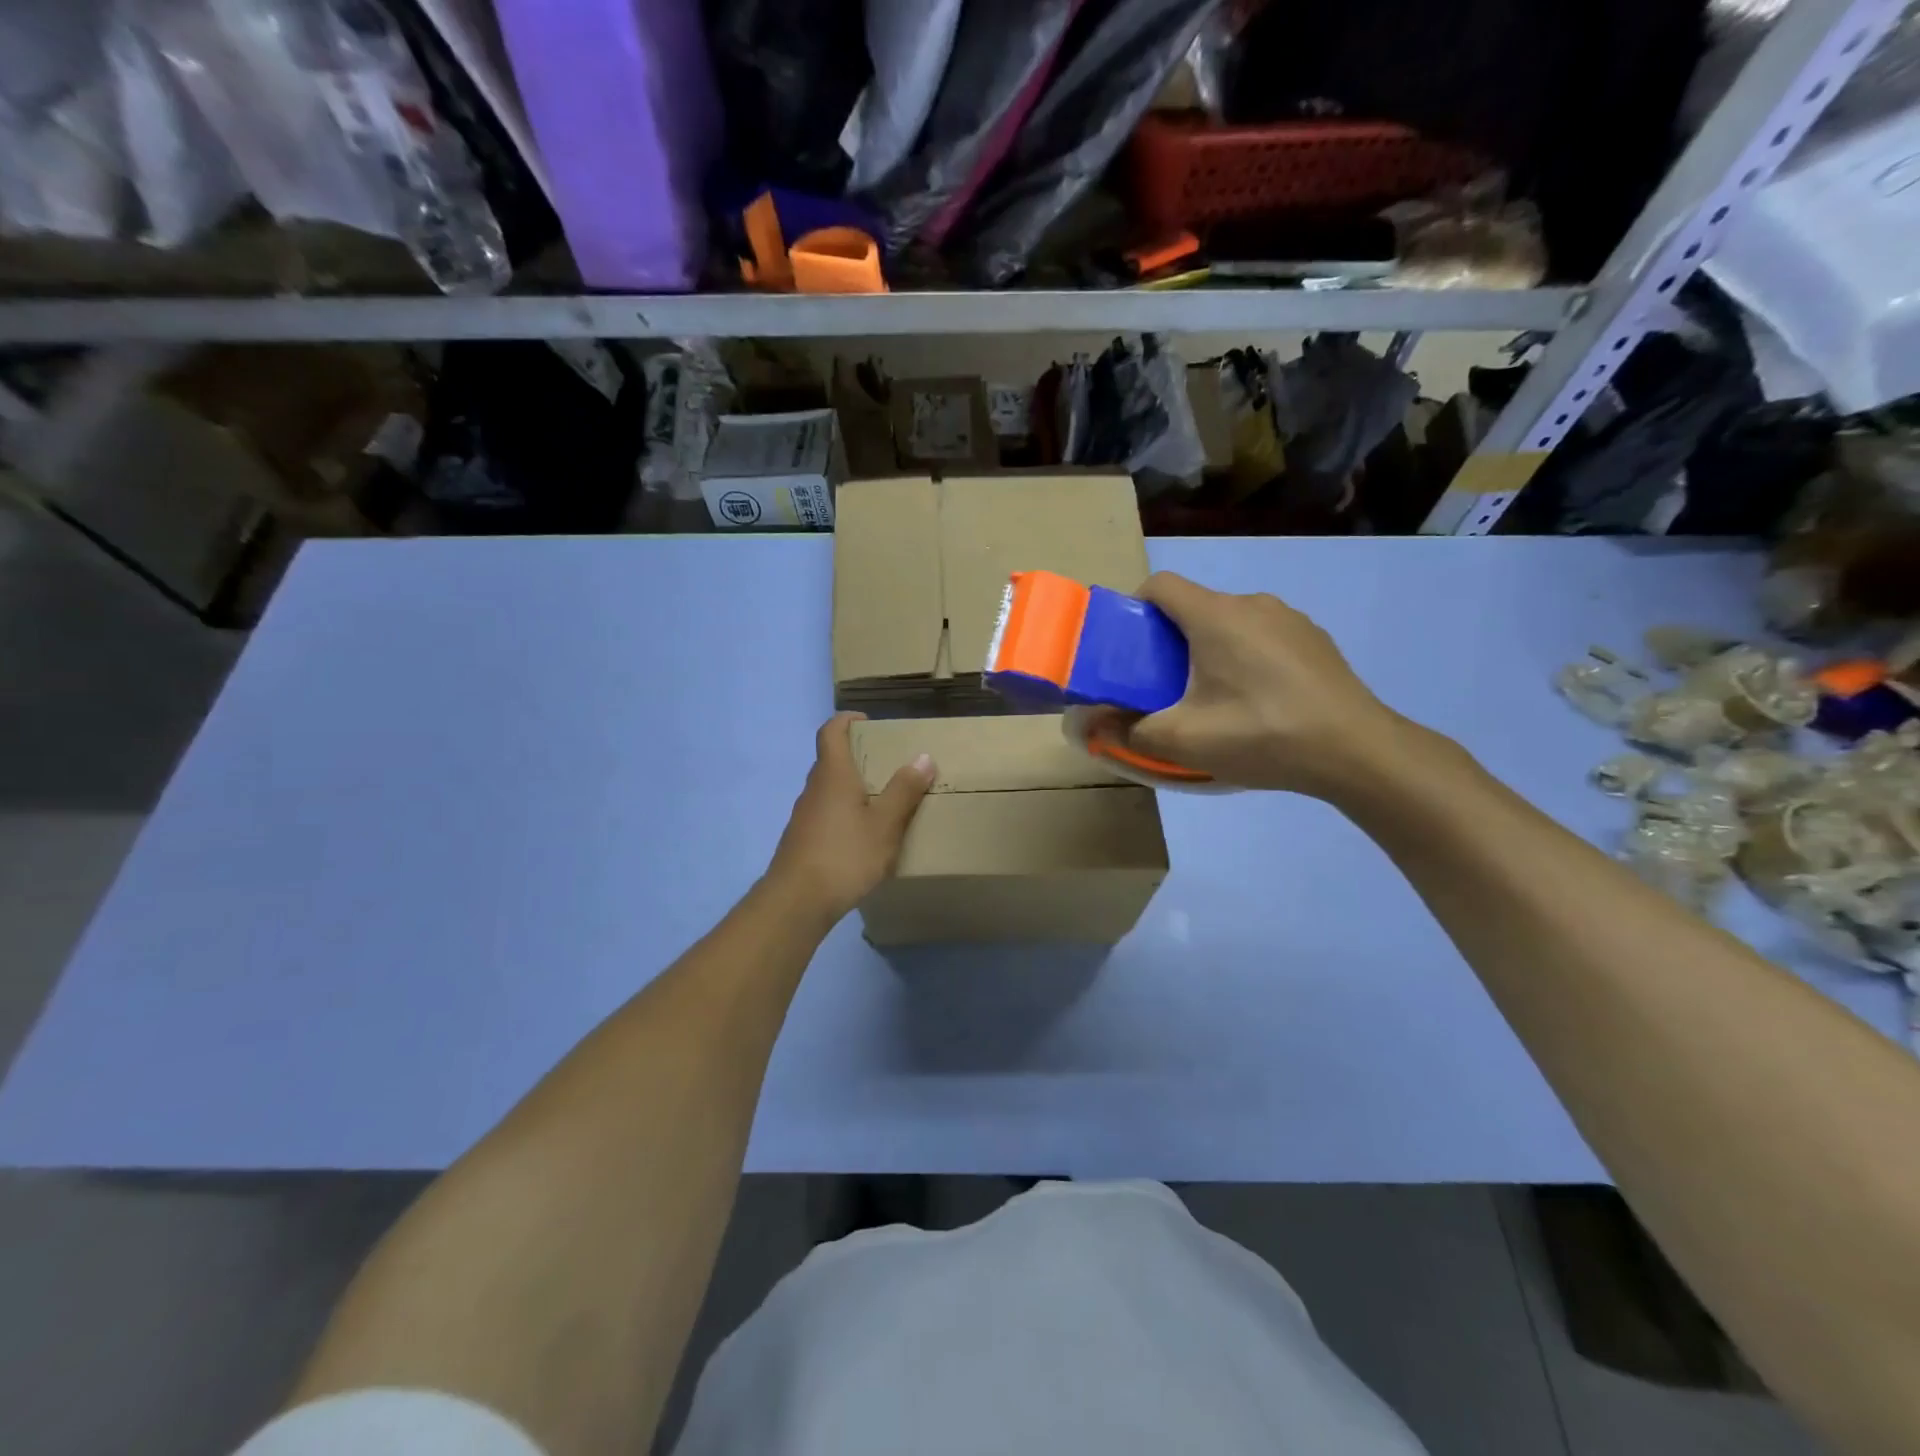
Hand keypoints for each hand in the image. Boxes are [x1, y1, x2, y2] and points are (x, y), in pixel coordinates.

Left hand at [765, 713, 935, 922]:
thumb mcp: (885, 824)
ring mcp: (804, 815)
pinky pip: (826, 814)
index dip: (847, 720)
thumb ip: (904, 791)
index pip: (831, 731)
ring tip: (883, 802)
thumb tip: (923, 757)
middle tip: (889, 765)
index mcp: (833, 775)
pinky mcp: (802, 840)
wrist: (797, 901)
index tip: (868, 722)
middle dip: (858, 757)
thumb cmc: (845, 855)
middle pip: (831, 760)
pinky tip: (863, 837)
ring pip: (829, 790)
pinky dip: (845, 813)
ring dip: (852, 788)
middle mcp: (814, 788)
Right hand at [1120, 572, 1409, 796]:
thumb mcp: (1184, 741)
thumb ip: (1128, 731)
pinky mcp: (1315, 640)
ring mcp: (1290, 619)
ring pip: (1230, 623)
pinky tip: (1259, 702)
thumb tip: (1089, 726)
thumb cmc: (1262, 734)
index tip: (1129, 649)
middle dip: (1169, 640)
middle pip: (1194, 607)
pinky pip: (1263, 637)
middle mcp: (1252, 603)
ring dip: (1210, 650)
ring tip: (1214, 699)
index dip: (1134, 609)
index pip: (1160, 585)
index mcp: (1215, 615)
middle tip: (1164, 687)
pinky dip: (1247, 658)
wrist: (1357, 751)